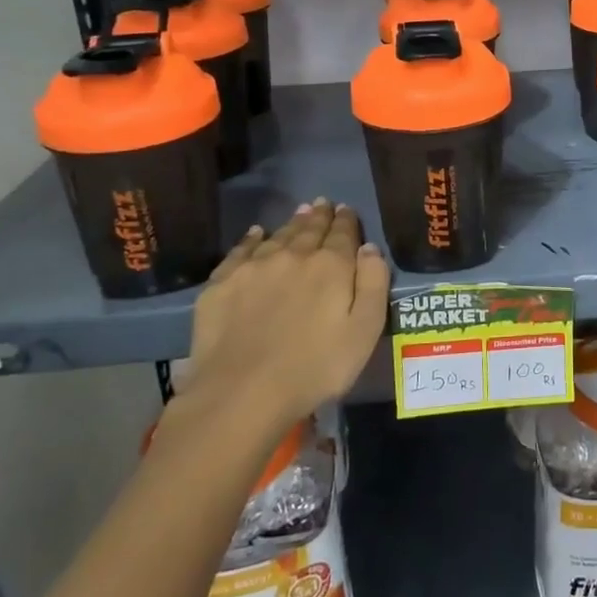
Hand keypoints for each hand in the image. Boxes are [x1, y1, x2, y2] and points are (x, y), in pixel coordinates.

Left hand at [174, 200, 390, 427]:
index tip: (346, 210)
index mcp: (331, 266)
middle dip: (320, 216)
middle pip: (310, 229)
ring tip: (300, 213)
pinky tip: (257, 233)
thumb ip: (373, 284)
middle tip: (323, 204)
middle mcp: (294, 255)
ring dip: (292, 223)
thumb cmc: (315, 367)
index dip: (347, 221)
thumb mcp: (364, 331)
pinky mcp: (222, 283)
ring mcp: (254, 267)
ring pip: (279, 235)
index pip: (343, 233)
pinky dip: (252, 238)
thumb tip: (370, 248)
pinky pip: (242, 250)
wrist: (242, 392)